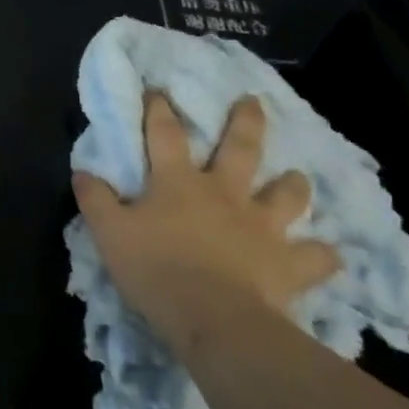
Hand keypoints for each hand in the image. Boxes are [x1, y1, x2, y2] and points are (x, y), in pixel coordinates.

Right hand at [72, 92, 339, 330]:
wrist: (213, 318)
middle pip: (240, 148)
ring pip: (286, 195)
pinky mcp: (288, 263)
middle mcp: (225, 194)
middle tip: (252, 101)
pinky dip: (322, 255)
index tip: (159, 90)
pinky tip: (326, 256)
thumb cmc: (155, 269)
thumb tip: (82, 172)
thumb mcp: (109, 233)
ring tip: (297, 177)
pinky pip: (316, 257)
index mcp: (178, 183)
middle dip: (245, 121)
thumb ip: (96, 200)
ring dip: (293, 184)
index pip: (165, 135)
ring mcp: (262, 226)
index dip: (159, 110)